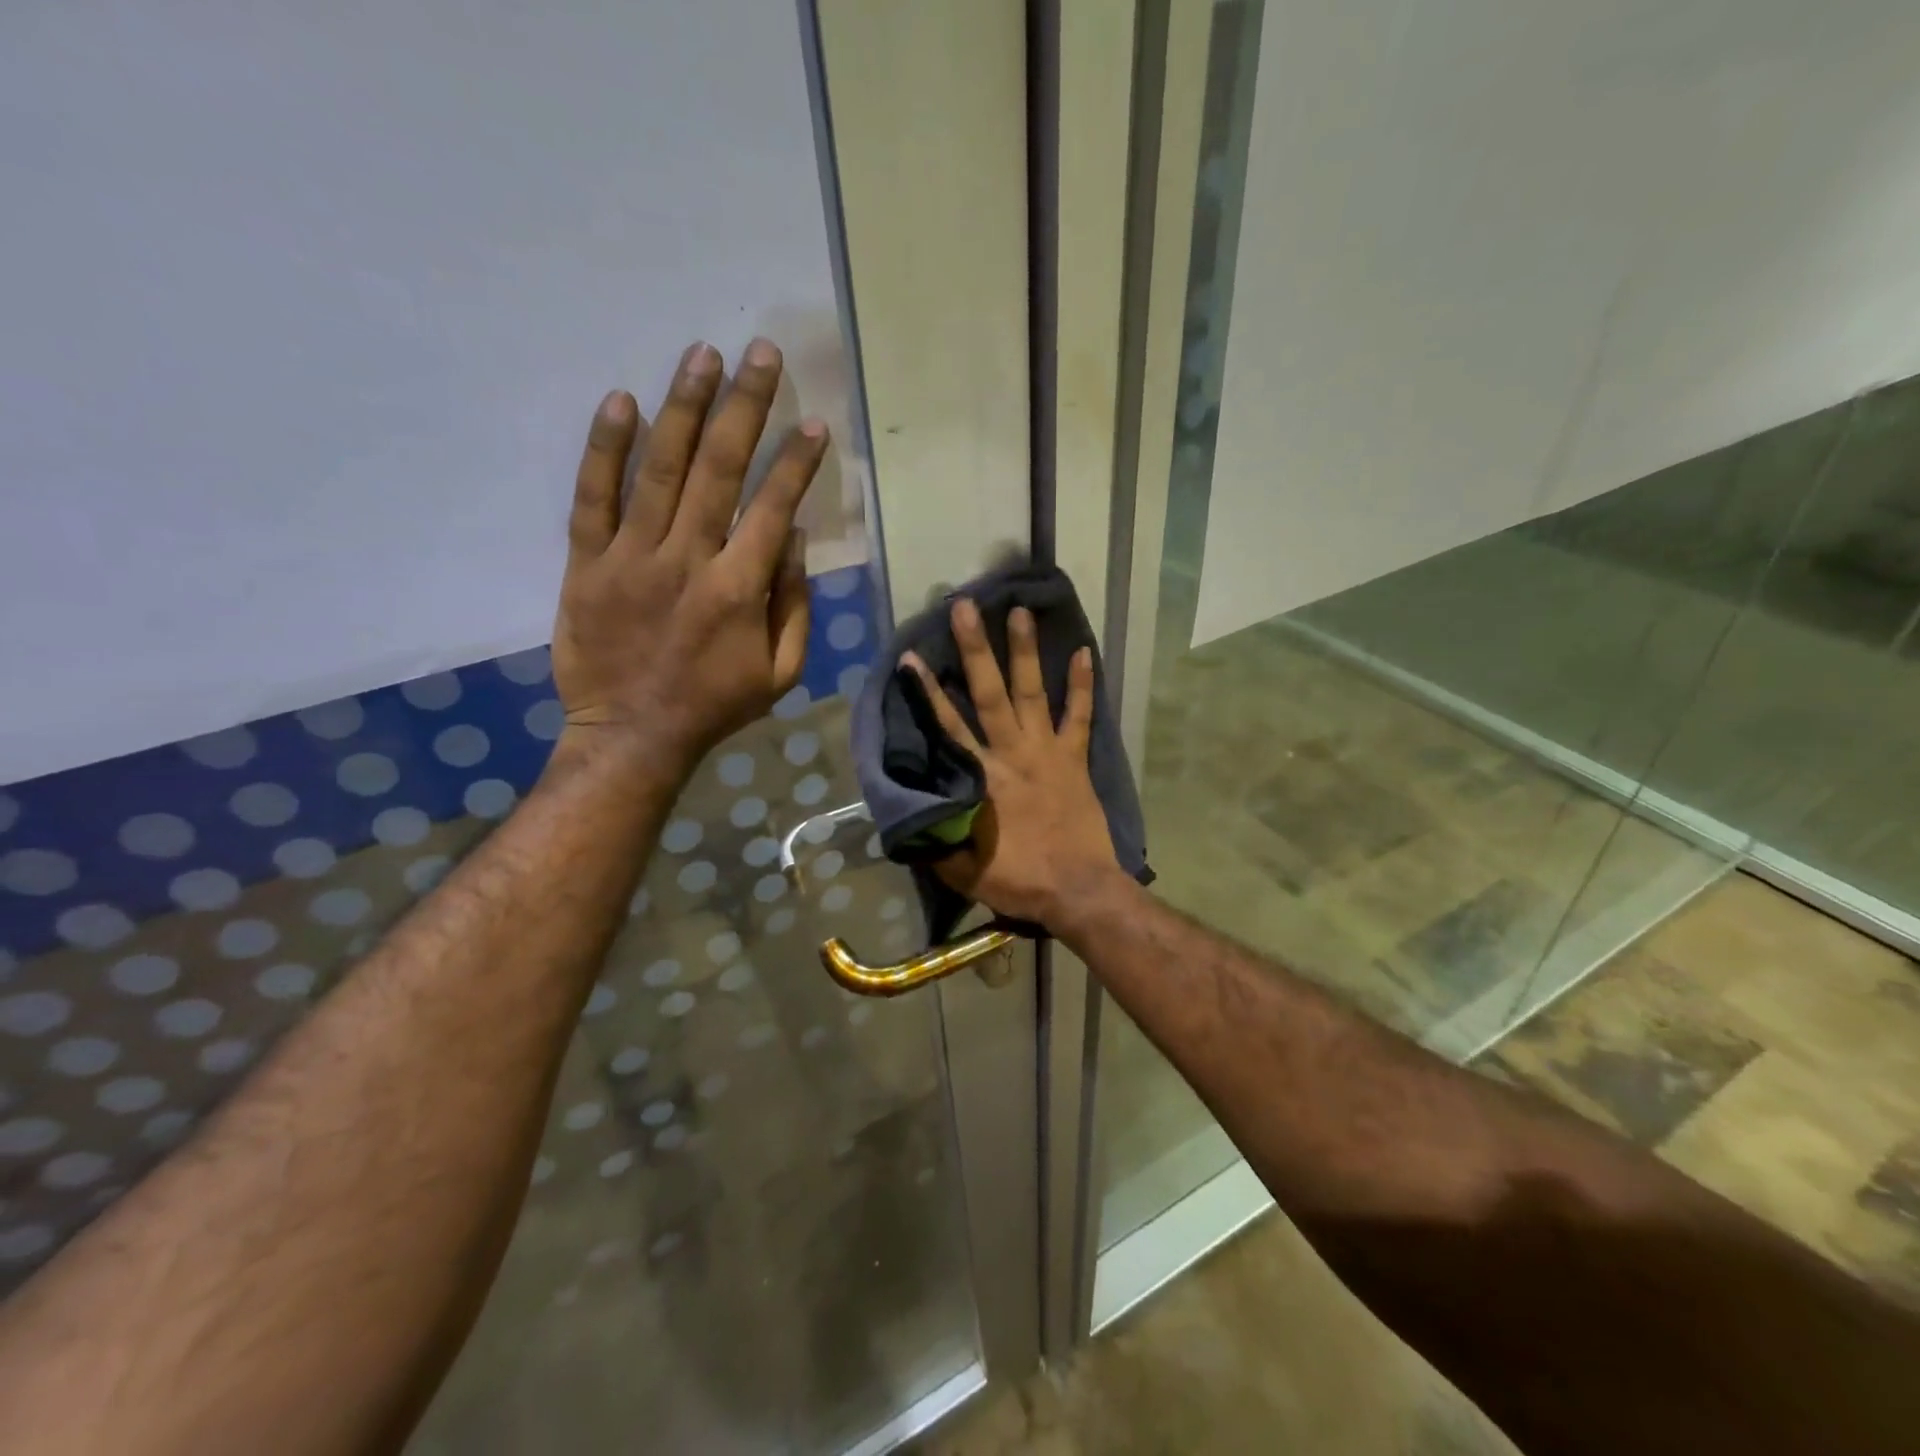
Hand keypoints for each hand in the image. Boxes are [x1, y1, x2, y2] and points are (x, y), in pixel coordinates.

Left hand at [550, 339, 826, 771]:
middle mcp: (687, 560)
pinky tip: (621, 401)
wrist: (632, 735)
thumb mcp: (780, 672)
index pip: (773, 508)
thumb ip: (793, 605)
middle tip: (761, 353)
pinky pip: (593, 498)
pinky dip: (606, 449)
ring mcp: (631, 558)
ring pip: (660, 470)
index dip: (796, 463)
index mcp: (739, 590)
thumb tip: (792, 538)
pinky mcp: (586, 563)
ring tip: (703, 355)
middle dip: (745, 407)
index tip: (814, 423)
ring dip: (684, 408)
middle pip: (719, 470)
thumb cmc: (715, 705)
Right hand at [901, 600, 1123, 929]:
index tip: (911, 658)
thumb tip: (912, 815)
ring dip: (1025, 652)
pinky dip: (1084, 685)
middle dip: (975, 649)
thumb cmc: (1019, 880)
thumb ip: (937, 837)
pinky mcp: (1076, 759)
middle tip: (965, 607)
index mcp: (981, 778)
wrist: (1078, 891)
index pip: (948, 726)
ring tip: (1020, 611)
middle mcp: (1012, 753)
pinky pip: (1081, 716)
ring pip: (1033, 692)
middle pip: (989, 693)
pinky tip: (1085, 652)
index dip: (927, 692)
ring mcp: (1048, 752)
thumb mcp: (962, 869)